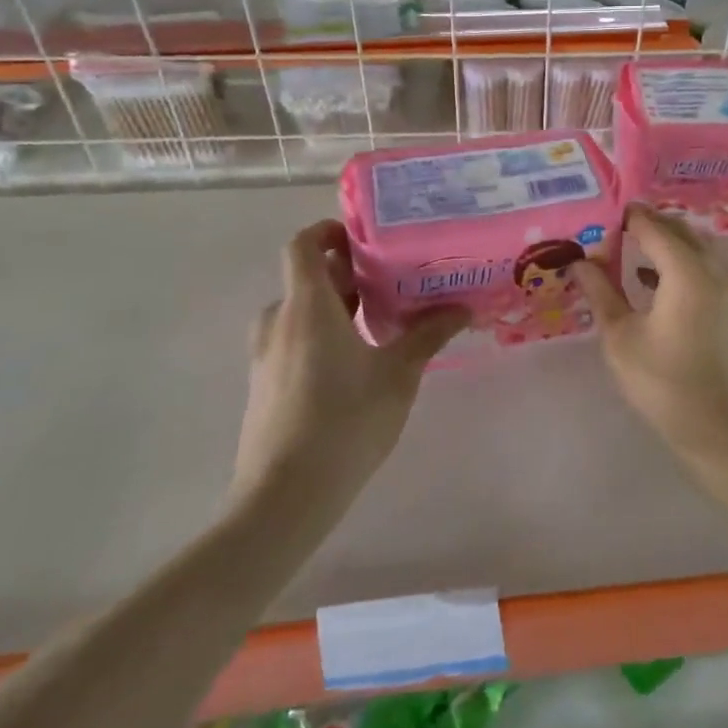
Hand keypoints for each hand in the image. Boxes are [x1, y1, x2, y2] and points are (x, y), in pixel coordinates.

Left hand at [233, 221, 466, 510]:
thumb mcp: (399, 374)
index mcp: (307, 306)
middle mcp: (279, 321)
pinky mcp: (265, 384)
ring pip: (302, 312)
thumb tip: (463, 308)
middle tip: (395, 279)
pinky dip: (323, 335)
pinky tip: (359, 362)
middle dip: (348, 273)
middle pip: (307, 278)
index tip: (367, 239)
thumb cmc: (346, 421)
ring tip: (383, 320)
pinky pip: (294, 340)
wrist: (285, 496)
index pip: (303, 244)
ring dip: (338, 307)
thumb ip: (429, 335)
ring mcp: (266, 355)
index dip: (329, 231)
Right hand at [571, 205, 727, 474]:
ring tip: (628, 248)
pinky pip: (704, 267)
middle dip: (648, 224)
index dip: (627, 217)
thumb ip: (601, 291)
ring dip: (665, 242)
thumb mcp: (619, 335)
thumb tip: (580, 262)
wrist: (714, 428)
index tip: (601, 213)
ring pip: (696, 247)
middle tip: (613, 228)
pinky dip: (679, 262)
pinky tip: (650, 278)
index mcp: (687, 273)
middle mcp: (714, 271)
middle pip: (680, 231)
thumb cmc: (661, 382)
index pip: (653, 227)